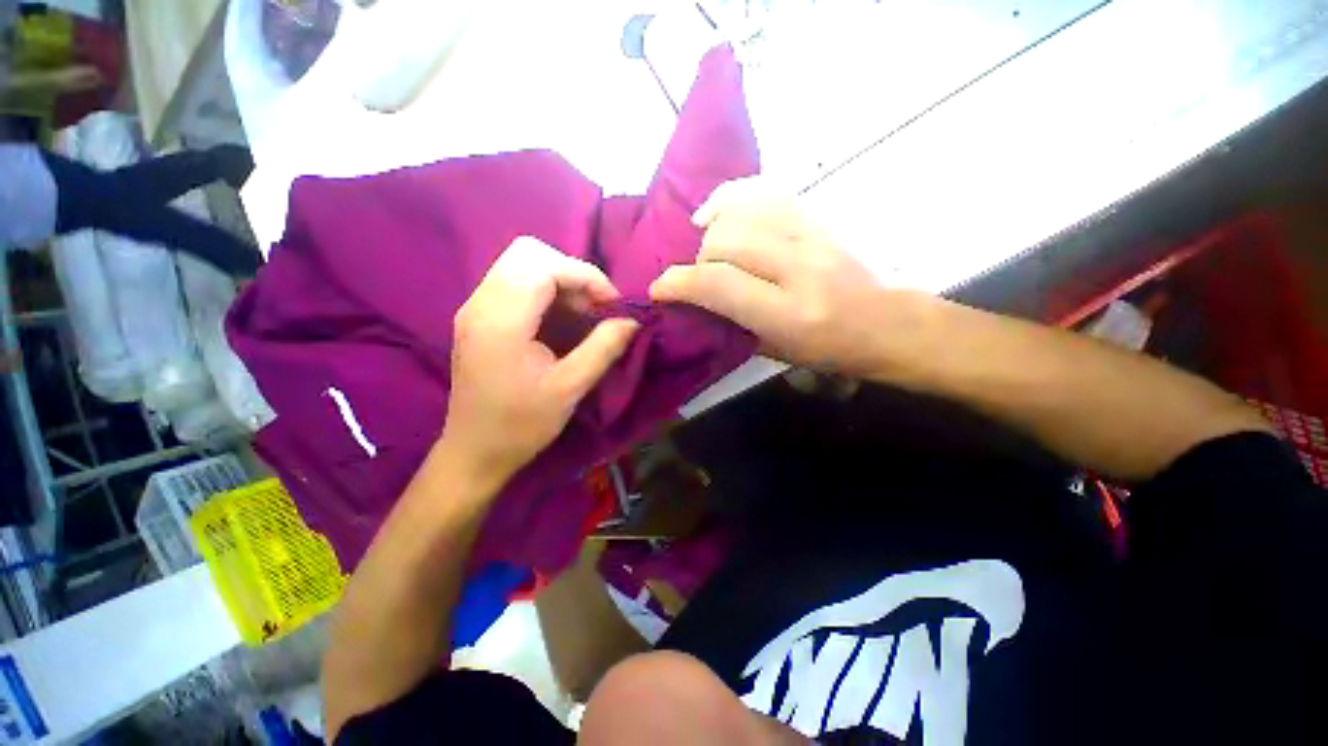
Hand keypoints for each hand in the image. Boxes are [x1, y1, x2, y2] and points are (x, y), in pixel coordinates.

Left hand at [442, 237, 638, 481]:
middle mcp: (481, 303)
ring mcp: (475, 308)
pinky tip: (562, 320)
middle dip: (571, 272)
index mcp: (501, 321)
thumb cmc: (521, 425)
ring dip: (560, 280)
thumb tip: (632, 322)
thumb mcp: (569, 389)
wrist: (475, 451)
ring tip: (583, 313)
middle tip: (595, 306)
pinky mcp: (478, 317)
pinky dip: (546, 291)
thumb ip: (603, 349)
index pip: (544, 266)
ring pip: (521, 264)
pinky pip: (515, 282)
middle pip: (528, 253)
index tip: (613, 304)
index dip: (586, 276)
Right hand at [649, 178, 900, 374]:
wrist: (886, 324)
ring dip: (713, 229)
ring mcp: (813, 237)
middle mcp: (800, 268)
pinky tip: (718, 214)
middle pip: (726, 241)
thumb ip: (730, 323)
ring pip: (742, 212)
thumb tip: (692, 301)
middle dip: (699, 260)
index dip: (678, 283)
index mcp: (789, 314)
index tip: (659, 289)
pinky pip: (766, 192)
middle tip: (699, 278)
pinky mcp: (818, 218)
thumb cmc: (829, 351)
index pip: (717, 284)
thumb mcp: (773, 351)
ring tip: (708, 247)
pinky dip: (733, 198)